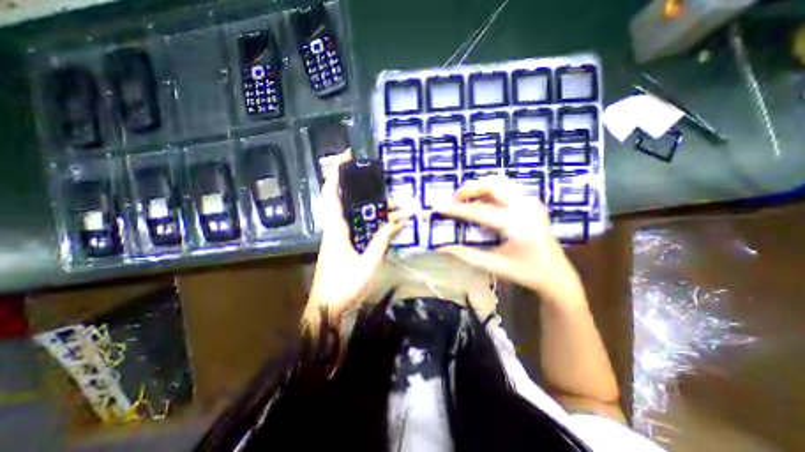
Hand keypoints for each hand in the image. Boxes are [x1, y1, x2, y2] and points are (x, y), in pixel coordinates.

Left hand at [308, 153, 411, 321]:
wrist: (326, 307)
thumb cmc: (344, 287)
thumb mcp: (368, 264)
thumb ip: (382, 241)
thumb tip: (398, 222)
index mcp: (336, 229)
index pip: (332, 194)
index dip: (336, 174)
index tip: (346, 156)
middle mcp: (335, 228)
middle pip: (344, 199)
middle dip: (360, 185)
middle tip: (380, 179)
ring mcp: (338, 236)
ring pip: (353, 212)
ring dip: (371, 205)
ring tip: (396, 203)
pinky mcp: (343, 243)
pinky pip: (356, 223)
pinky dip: (369, 218)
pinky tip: (385, 220)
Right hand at [434, 176, 584, 306]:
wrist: (556, 273)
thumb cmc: (525, 273)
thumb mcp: (494, 265)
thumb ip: (466, 255)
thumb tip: (441, 247)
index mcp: (518, 226)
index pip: (481, 211)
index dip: (458, 209)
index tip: (440, 207)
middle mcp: (526, 208)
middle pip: (493, 184)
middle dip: (469, 188)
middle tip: (453, 199)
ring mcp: (531, 202)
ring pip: (500, 182)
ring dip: (479, 187)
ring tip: (465, 199)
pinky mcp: (531, 202)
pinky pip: (506, 188)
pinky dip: (489, 191)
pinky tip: (481, 203)